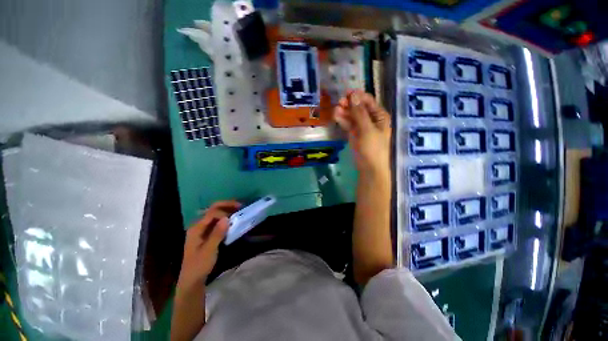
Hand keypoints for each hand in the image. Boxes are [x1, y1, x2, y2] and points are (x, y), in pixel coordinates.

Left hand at [177, 200, 240, 289]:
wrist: (192, 280)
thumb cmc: (199, 266)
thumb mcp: (209, 250)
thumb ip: (217, 234)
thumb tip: (227, 218)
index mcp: (196, 228)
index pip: (212, 212)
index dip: (225, 209)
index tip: (238, 211)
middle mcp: (198, 226)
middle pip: (213, 210)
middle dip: (226, 206)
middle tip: (240, 205)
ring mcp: (202, 230)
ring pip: (215, 216)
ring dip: (226, 211)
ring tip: (238, 211)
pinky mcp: (206, 235)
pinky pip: (216, 223)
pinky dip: (225, 220)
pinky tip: (232, 221)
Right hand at [334, 90, 390, 177]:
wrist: (369, 168)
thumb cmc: (373, 148)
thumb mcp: (367, 130)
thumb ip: (359, 113)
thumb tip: (353, 95)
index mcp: (379, 116)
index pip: (368, 101)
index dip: (358, 96)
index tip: (346, 93)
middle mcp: (371, 119)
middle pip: (359, 107)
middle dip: (349, 104)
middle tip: (338, 102)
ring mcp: (362, 127)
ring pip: (352, 115)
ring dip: (344, 112)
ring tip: (335, 110)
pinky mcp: (354, 134)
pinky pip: (348, 124)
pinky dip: (342, 120)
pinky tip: (336, 116)